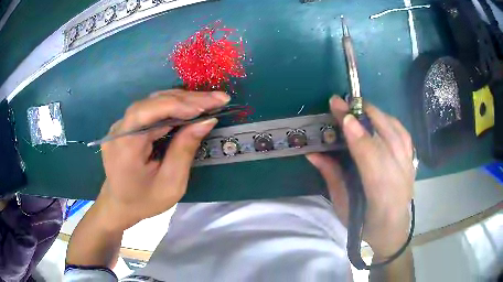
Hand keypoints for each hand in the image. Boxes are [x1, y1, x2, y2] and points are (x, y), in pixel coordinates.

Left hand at [98, 90, 229, 229]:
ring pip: (153, 103)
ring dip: (183, 100)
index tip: (206, 107)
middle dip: (187, 100)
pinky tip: (190, 108)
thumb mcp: (171, 183)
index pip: (147, 112)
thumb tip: (206, 121)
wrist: (120, 204)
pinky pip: (151, 110)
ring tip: (209, 101)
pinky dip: (173, 107)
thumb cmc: (145, 200)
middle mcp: (119, 129)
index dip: (177, 105)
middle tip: (219, 99)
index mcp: (124, 146)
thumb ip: (185, 150)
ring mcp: (122, 125)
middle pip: (153, 103)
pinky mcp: (128, 125)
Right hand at [307, 95, 414, 257]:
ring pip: (398, 133)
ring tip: (360, 105)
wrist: (393, 232)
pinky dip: (391, 121)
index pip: (371, 158)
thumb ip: (332, 177)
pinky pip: (404, 135)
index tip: (342, 115)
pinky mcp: (412, 163)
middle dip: (365, 116)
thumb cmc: (365, 225)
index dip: (358, 135)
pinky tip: (380, 117)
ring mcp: (409, 168)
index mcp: (381, 195)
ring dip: (378, 114)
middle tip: (344, 102)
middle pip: (387, 138)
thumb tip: (313, 153)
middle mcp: (400, 177)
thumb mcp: (343, 207)